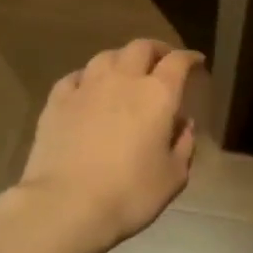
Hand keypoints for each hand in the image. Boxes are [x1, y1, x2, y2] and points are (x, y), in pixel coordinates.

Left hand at [17, 39, 201, 252]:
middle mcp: (123, 80)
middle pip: (141, 48)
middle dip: (156, 50)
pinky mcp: (57, 101)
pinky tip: (88, 89)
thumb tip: (184, 124)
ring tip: (125, 72)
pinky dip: (88, 77)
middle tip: (162, 62)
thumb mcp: (173, 177)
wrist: (66, 205)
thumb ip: (184, 145)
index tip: (196, 62)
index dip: (189, 58)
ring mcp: (86, 87)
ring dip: (121, 59)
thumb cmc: (130, 194)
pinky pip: (76, 76)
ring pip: (106, 56)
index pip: (178, 62)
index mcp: (158, 94)